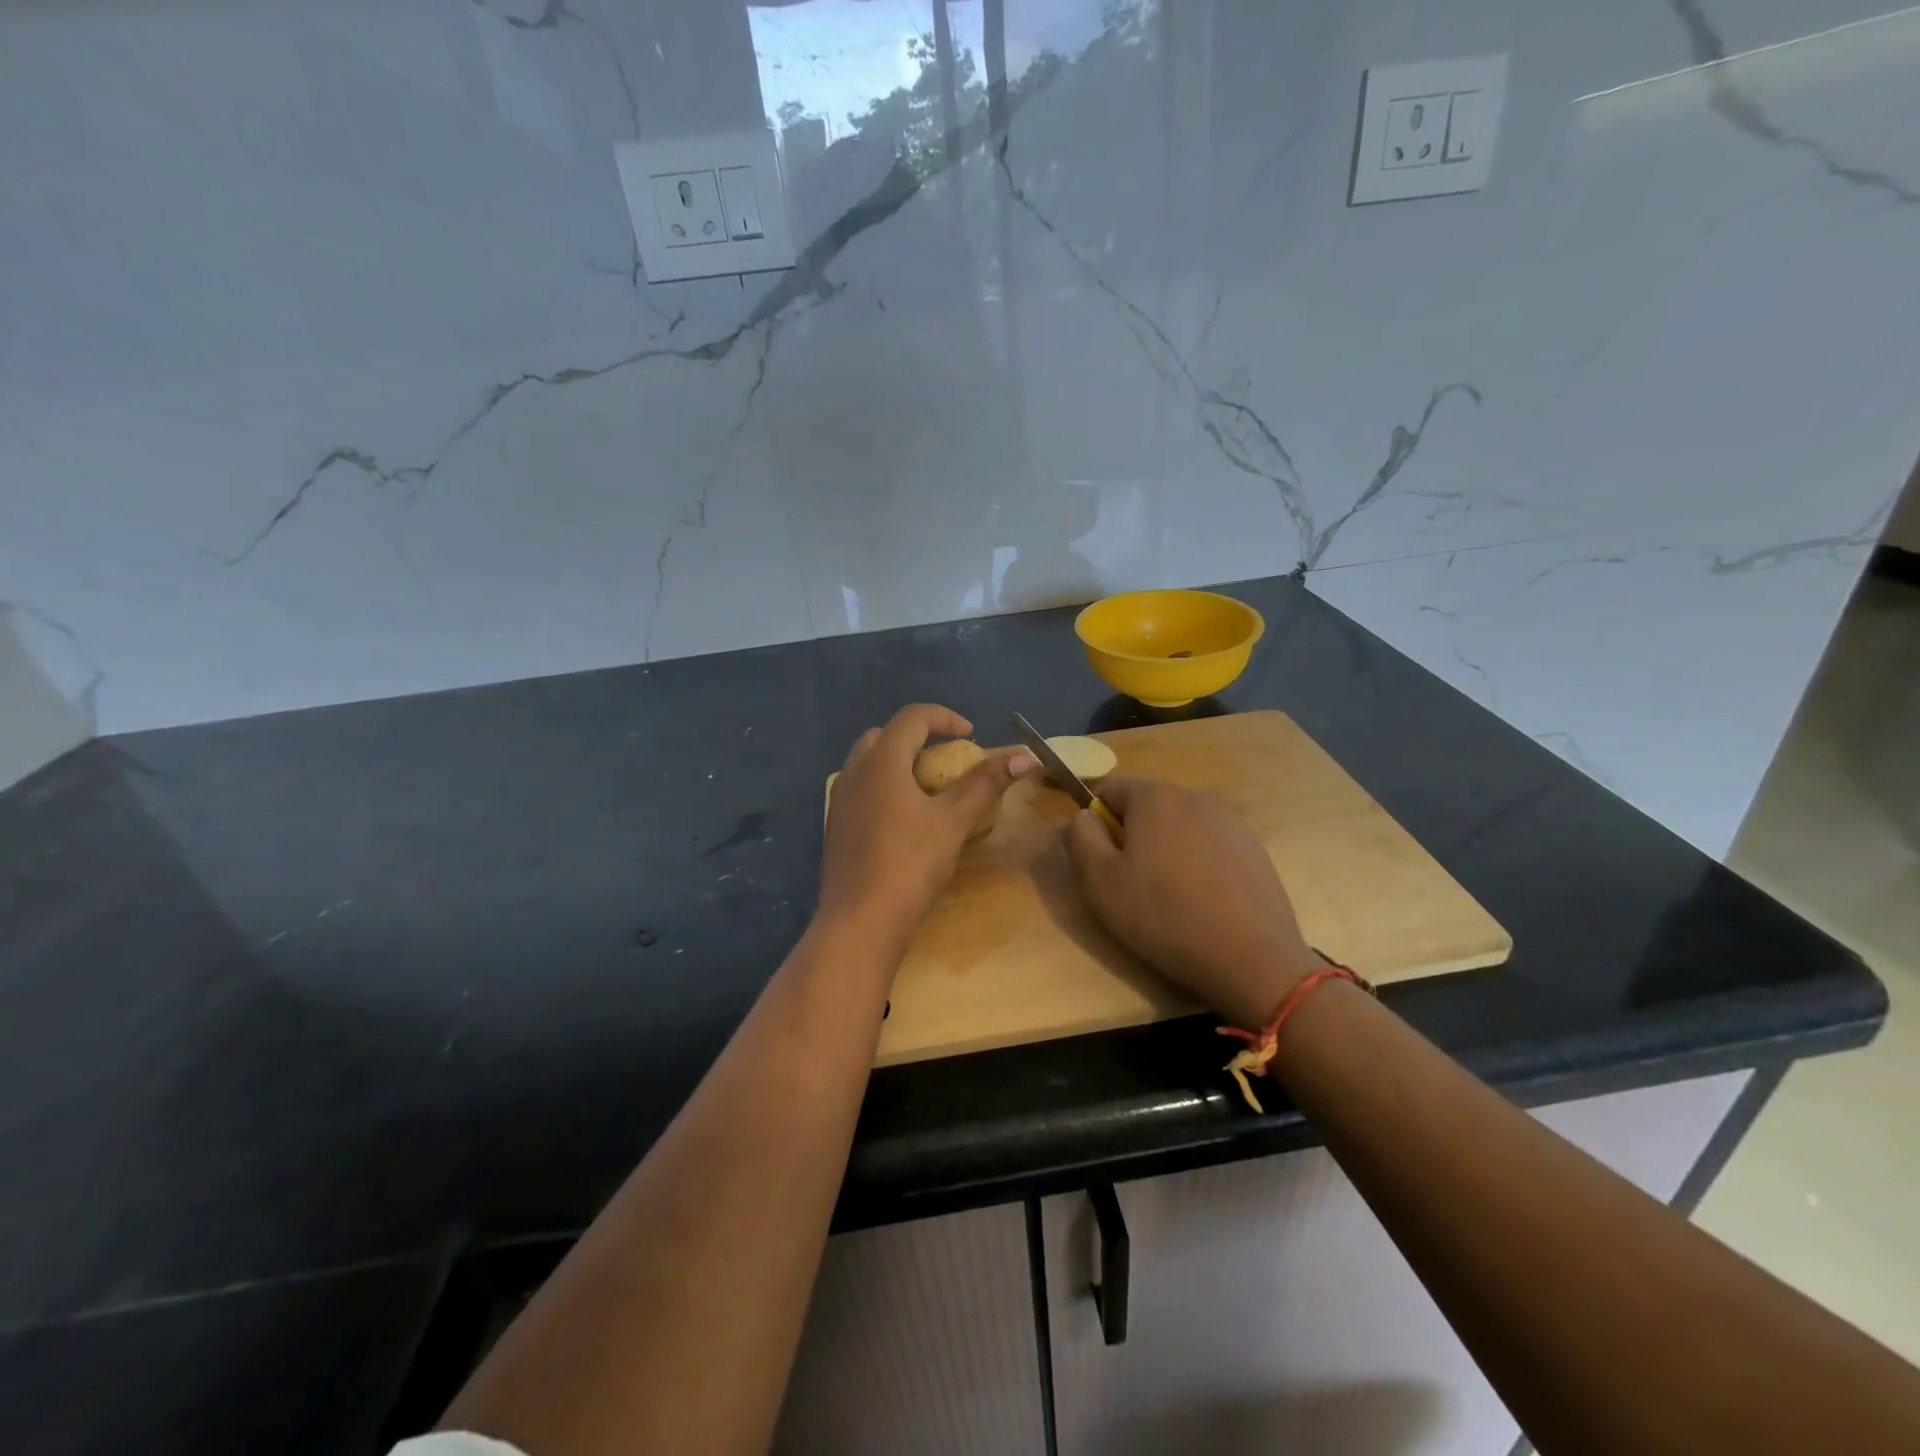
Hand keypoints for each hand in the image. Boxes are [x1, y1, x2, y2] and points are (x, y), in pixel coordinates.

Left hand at [818, 704, 1034, 951]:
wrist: (860, 922)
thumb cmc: (910, 864)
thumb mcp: (953, 821)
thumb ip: (985, 784)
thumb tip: (1023, 757)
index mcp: (881, 761)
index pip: (913, 717)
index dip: (945, 718)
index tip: (971, 735)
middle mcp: (854, 772)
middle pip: (885, 735)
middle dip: (917, 738)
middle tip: (946, 759)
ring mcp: (839, 800)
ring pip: (869, 763)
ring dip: (899, 762)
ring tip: (929, 788)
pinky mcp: (835, 826)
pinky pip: (861, 789)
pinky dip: (885, 787)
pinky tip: (905, 819)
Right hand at [1064, 778, 1319, 1028]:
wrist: (1252, 958)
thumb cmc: (1164, 917)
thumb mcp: (1100, 882)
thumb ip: (1079, 838)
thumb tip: (1083, 817)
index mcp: (1155, 797)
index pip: (1110, 790)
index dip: (1097, 823)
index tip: (1103, 862)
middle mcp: (1196, 796)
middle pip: (1148, 807)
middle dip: (1135, 836)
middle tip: (1134, 885)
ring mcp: (1232, 821)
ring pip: (1181, 827)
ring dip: (1169, 850)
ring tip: (1172, 898)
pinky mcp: (1256, 848)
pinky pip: (1212, 846)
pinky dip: (1200, 864)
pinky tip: (1205, 903)